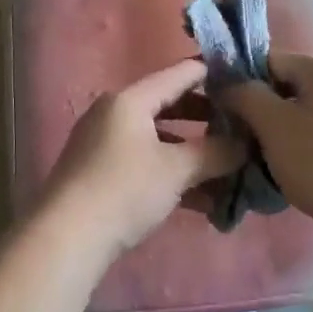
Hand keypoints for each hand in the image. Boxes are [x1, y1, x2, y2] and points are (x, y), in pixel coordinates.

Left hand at [37, 59, 246, 258]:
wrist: (65, 238)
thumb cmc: (124, 190)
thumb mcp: (177, 170)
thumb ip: (215, 153)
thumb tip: (245, 144)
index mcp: (130, 99)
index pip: (181, 73)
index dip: (216, 74)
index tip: (247, 82)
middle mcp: (115, 113)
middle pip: (171, 106)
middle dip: (208, 121)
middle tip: (242, 130)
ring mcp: (105, 144)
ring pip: (160, 140)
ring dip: (193, 155)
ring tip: (229, 172)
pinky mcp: (101, 173)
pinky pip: (146, 163)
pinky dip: (173, 175)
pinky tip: (204, 201)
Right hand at [223, 54, 312, 236]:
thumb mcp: (272, 123)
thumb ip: (244, 95)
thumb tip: (228, 85)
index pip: (272, 61)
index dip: (244, 83)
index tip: (226, 112)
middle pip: (291, 87)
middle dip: (264, 111)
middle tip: (243, 140)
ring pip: (309, 113)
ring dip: (284, 131)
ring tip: (264, 159)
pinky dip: (307, 145)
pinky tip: (295, 169)